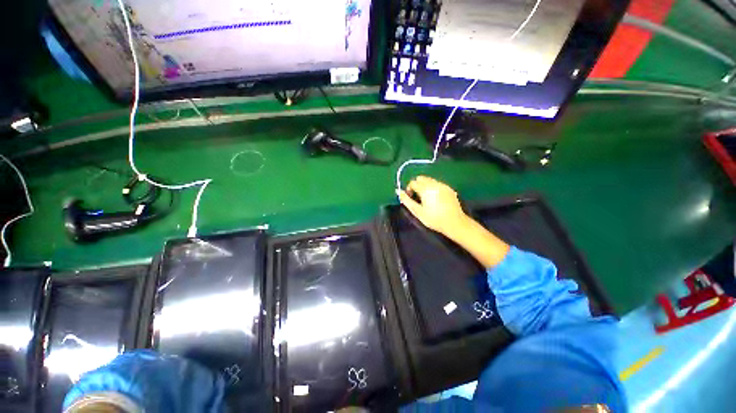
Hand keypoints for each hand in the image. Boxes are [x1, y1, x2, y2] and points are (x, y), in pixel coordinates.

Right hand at [396, 176, 469, 236]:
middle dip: (416, 185)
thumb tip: (398, 191)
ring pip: (430, 180)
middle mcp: (434, 184)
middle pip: (421, 178)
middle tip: (417, 197)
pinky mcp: (449, 189)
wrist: (454, 223)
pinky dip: (433, 187)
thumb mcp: (417, 211)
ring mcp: (443, 185)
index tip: (410, 198)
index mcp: (425, 189)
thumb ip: (406, 200)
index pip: (413, 182)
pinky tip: (435, 199)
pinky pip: (437, 184)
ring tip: (426, 198)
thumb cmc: (434, 219)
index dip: (409, 189)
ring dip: (424, 185)